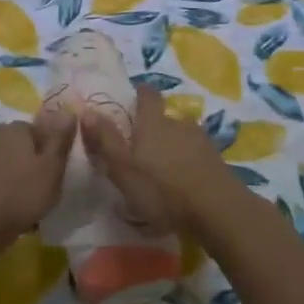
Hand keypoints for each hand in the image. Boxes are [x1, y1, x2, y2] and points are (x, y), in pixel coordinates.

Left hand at [0, 116, 75, 258]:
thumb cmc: (19, 195)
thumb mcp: (51, 168)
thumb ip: (61, 139)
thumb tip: (68, 109)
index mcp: (16, 128)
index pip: (39, 129)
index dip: (49, 150)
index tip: (55, 172)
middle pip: (18, 144)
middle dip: (29, 161)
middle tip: (40, 187)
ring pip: (2, 162)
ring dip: (12, 176)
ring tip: (22, 202)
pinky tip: (2, 208)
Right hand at [81, 84, 239, 234]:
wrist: (217, 210)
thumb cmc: (162, 189)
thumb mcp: (124, 168)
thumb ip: (105, 140)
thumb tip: (86, 110)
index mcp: (153, 122)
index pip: (148, 95)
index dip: (140, 94)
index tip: (131, 99)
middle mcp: (179, 123)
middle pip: (165, 117)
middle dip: (154, 128)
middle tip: (140, 147)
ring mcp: (201, 141)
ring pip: (181, 137)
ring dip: (172, 147)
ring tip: (161, 169)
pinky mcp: (216, 161)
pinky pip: (196, 155)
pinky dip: (187, 163)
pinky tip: (182, 182)